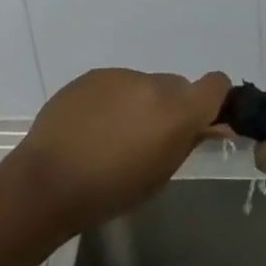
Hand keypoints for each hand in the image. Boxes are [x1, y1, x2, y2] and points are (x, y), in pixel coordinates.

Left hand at [3, 68, 231, 233]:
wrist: (50, 179)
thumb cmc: (112, 190)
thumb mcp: (160, 175)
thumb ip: (187, 142)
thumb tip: (207, 125)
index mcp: (176, 111)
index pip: (215, 84)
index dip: (214, 99)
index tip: (202, 120)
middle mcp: (152, 84)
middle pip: (177, 86)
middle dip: (171, 107)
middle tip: (151, 138)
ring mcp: (120, 75)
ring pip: (144, 85)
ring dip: (140, 104)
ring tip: (114, 137)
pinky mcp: (93, 75)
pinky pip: (116, 84)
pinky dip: (114, 101)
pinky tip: (93, 127)